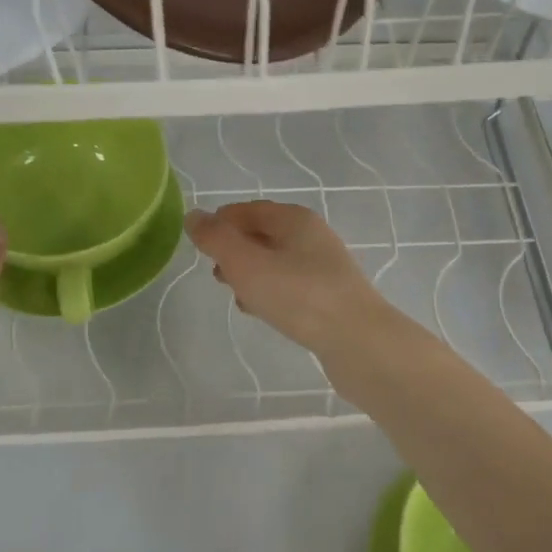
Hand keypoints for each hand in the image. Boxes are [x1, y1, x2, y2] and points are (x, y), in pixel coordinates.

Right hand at [184, 201, 394, 354]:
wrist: (358, 341)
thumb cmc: (298, 296)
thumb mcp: (247, 264)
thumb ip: (216, 239)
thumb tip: (193, 216)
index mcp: (294, 219)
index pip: (248, 210)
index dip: (221, 222)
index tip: (199, 245)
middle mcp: (312, 236)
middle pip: (262, 235)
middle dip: (234, 250)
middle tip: (216, 273)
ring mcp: (324, 267)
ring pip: (275, 262)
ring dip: (250, 274)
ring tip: (234, 295)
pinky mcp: (329, 297)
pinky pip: (289, 286)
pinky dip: (269, 292)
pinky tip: (260, 312)